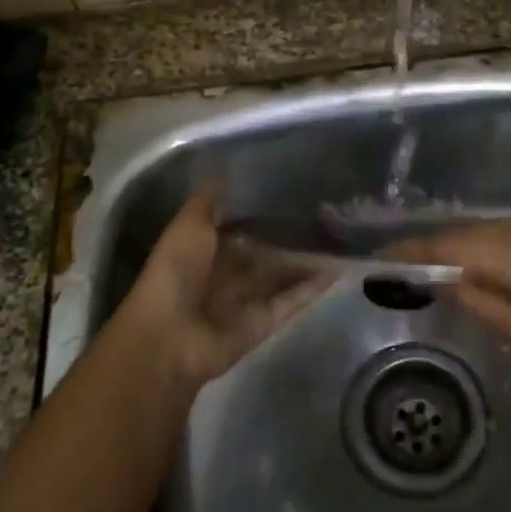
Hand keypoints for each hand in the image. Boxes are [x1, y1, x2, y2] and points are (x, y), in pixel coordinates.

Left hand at [112, 193, 332, 389]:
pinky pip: (293, 300)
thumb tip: (225, 174)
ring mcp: (247, 300)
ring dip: (307, 259)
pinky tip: (338, 266)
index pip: (238, 227)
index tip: (291, 191)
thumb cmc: (175, 273)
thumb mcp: (188, 225)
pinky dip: (314, 286)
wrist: (169, 336)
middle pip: (264, 252)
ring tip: (341, 236)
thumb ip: (208, 203)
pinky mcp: (265, 322)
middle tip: (325, 211)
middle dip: (288, 236)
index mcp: (204, 251)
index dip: (261, 212)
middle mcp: (227, 275)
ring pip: (283, 275)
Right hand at [392, 204, 510, 392]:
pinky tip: (490, 268)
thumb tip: (442, 278)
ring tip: (448, 275)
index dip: (414, 251)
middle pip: (470, 232)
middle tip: (410, 273)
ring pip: (492, 229)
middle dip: (440, 251)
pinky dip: (496, 246)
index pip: (451, 243)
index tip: (381, 259)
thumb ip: (477, 299)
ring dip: (470, 249)